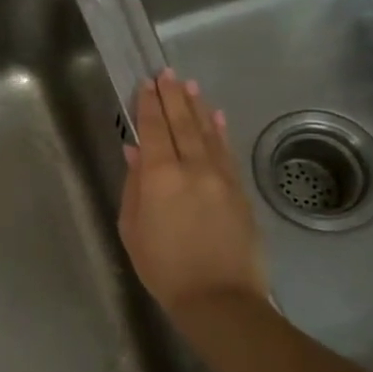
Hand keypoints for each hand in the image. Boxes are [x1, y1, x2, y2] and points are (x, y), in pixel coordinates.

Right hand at [120, 71, 268, 321]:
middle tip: (167, 73)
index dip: (148, 105)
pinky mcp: (239, 190)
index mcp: (159, 176)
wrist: (218, 298)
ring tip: (189, 86)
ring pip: (207, 132)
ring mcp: (220, 177)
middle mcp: (192, 167)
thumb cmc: (163, 268)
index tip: (145, 83)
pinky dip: (220, 131)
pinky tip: (216, 116)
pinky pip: (227, 151)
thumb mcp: (132, 229)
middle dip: (172, 97)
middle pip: (181, 123)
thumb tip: (135, 151)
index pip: (153, 130)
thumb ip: (134, 185)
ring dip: (197, 107)